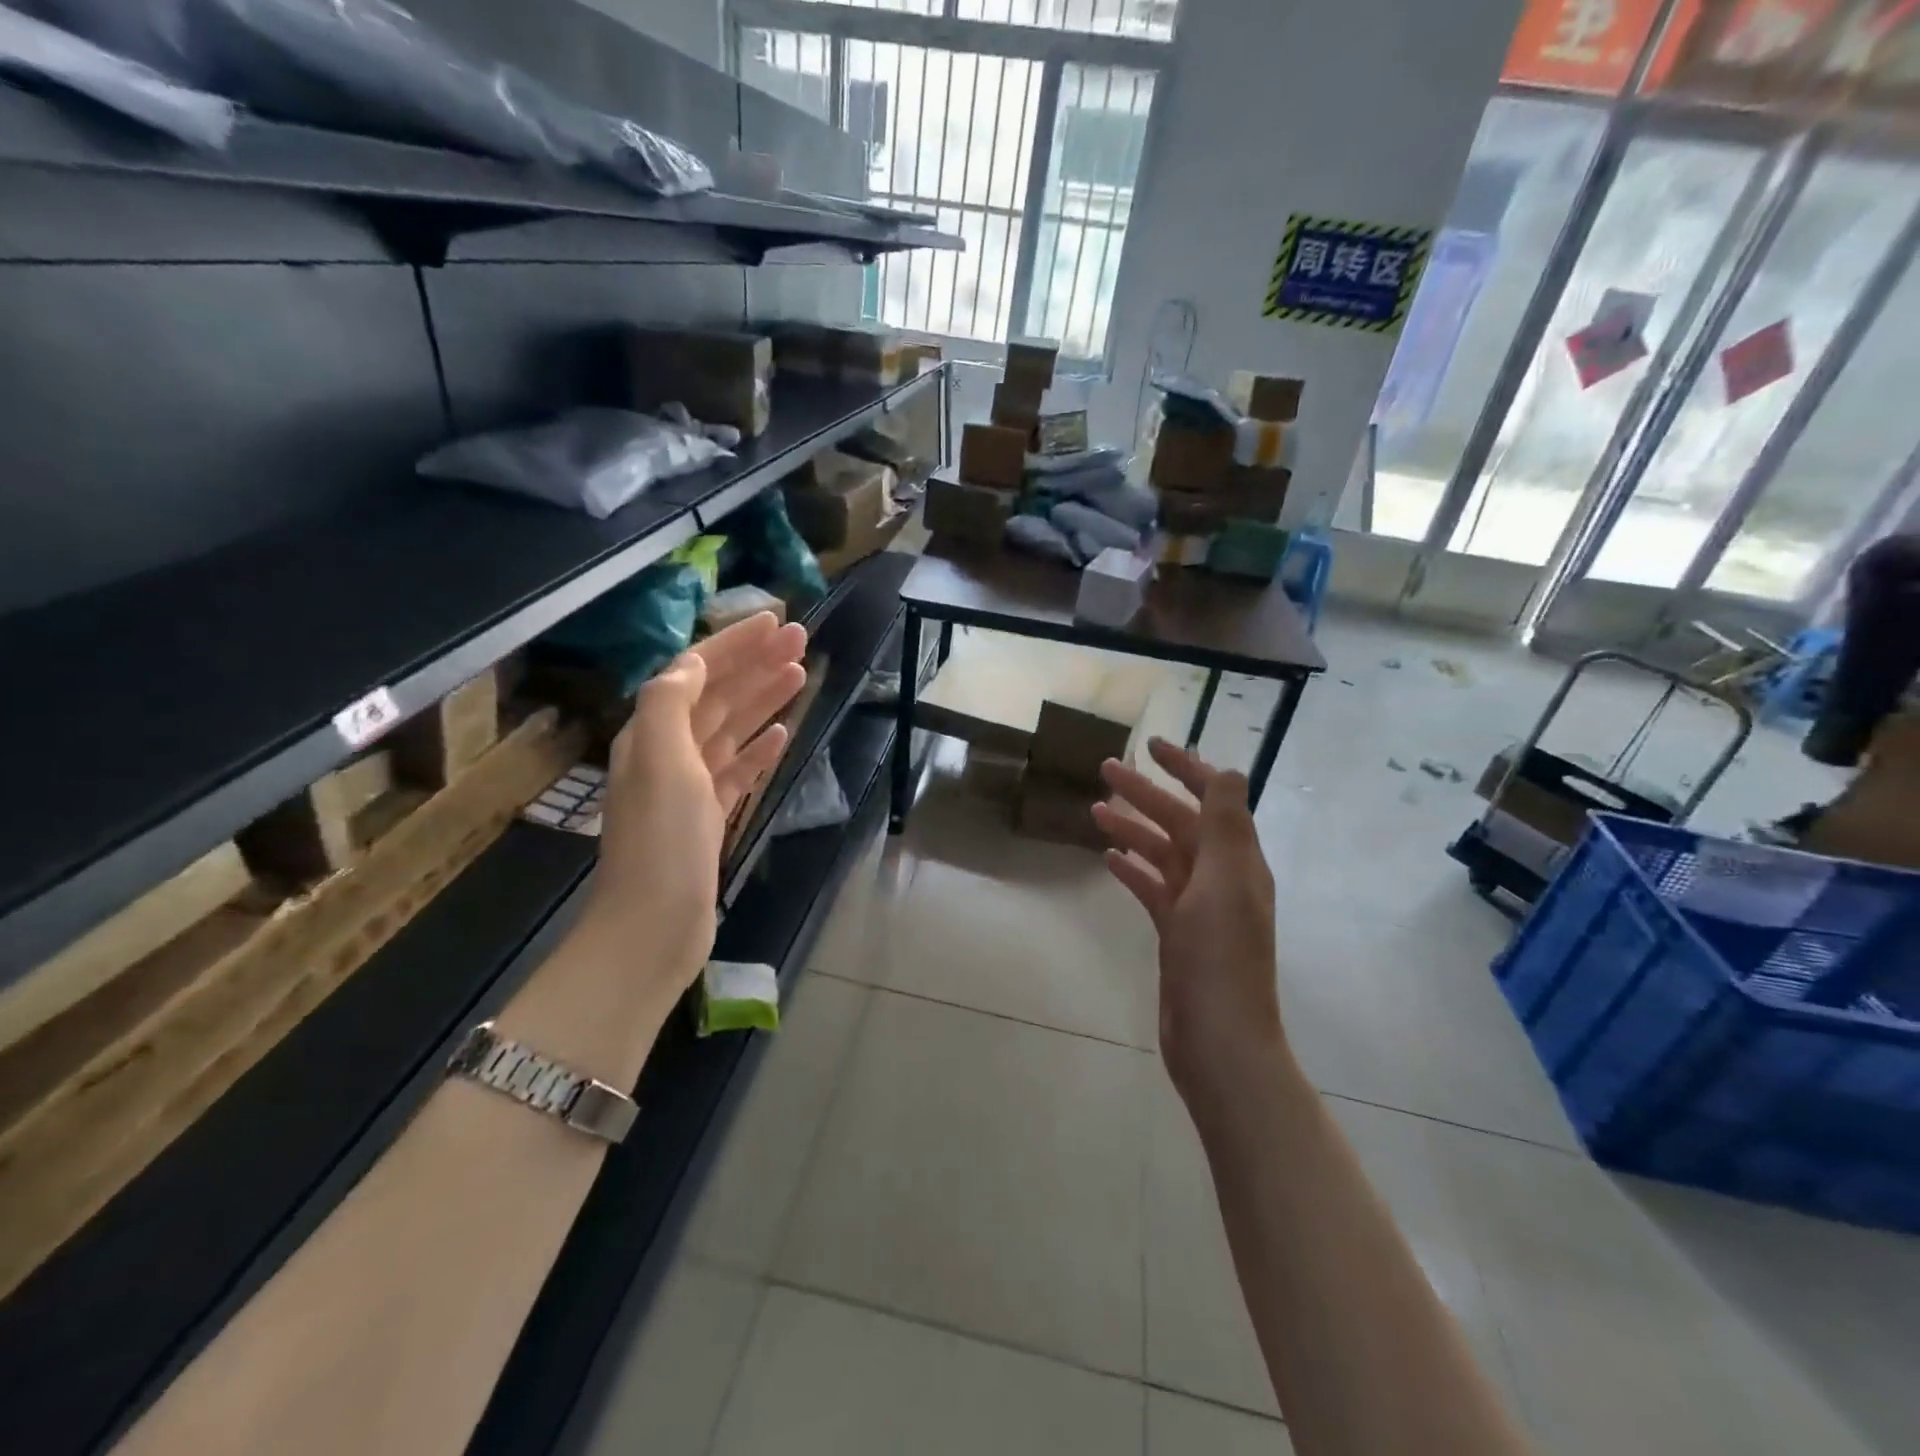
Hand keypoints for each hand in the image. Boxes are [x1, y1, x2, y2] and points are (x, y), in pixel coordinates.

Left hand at [581, 612, 807, 984]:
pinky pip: (736, 770)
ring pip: (730, 729)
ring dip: (763, 699)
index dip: (733, 644)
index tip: (774, 621)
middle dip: (756, 664)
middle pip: (717, 695)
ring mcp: (689, 787)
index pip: (695, 672)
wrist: (654, 925)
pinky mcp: (708, 817)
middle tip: (801, 639)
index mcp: (652, 733)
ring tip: (800, 675)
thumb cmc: (662, 841)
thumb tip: (691, 662)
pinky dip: (758, 749)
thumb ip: (669, 702)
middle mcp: (668, 752)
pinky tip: (781, 736)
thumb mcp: (660, 760)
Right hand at [1093, 737, 1285, 1107]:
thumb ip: (1224, 826)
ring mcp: (1199, 907)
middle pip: (1182, 822)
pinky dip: (1134, 869)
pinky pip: (1154, 889)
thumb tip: (1229, 770)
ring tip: (1095, 809)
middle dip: (1147, 793)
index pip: (1214, 799)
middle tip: (1106, 769)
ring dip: (1133, 828)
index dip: (1186, 769)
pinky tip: (1109, 859)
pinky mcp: (1177, 934)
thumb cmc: (1219, 958)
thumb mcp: (1223, 883)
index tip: (1151, 746)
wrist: (1219, 1040)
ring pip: (1163, 853)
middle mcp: (1221, 878)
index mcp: (1238, 861)